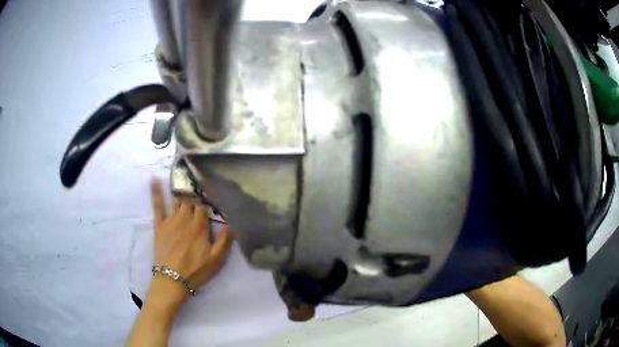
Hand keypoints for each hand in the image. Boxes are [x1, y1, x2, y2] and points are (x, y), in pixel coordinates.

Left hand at [150, 178, 234, 302]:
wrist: (172, 280)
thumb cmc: (195, 270)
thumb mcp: (215, 259)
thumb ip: (224, 240)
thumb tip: (233, 222)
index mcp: (199, 227)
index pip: (204, 206)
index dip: (207, 196)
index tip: (210, 184)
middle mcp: (185, 219)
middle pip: (190, 200)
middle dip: (193, 188)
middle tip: (195, 174)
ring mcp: (170, 221)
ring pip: (176, 199)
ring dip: (179, 186)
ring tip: (181, 172)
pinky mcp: (159, 225)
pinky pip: (157, 206)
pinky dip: (156, 192)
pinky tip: (153, 179)